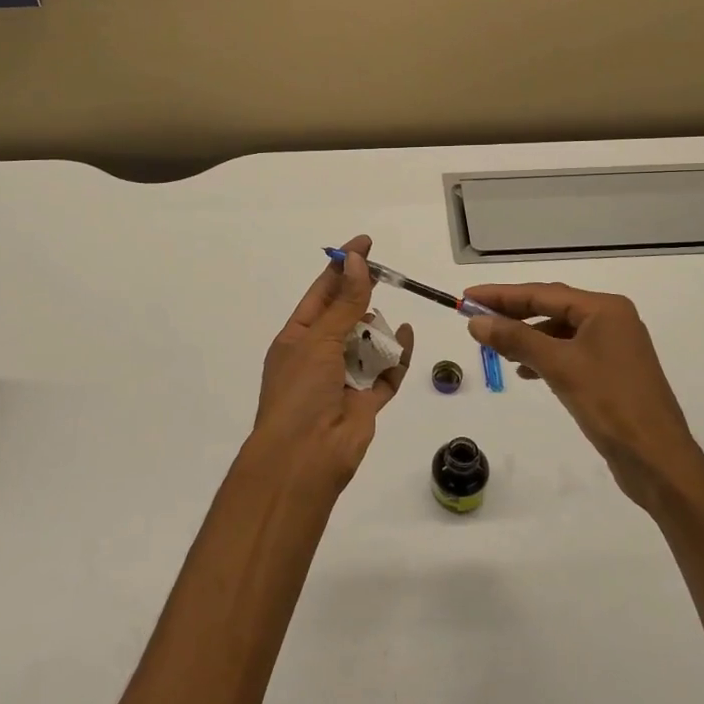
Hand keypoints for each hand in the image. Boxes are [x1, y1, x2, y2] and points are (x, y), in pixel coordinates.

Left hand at [249, 234, 413, 493]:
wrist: (304, 459)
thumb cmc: (301, 393)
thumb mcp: (319, 340)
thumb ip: (344, 302)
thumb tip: (355, 261)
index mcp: (297, 337)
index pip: (321, 293)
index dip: (341, 267)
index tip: (364, 244)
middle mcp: (319, 355)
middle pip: (346, 316)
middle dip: (363, 295)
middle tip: (386, 273)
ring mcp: (343, 378)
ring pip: (368, 343)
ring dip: (378, 329)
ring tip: (384, 322)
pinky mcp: (366, 401)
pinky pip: (386, 373)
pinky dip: (397, 357)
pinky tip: (406, 337)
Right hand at [464, 283, 703, 518]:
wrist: (658, 460)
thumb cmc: (610, 404)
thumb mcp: (559, 366)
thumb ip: (516, 339)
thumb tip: (476, 321)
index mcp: (605, 310)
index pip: (543, 293)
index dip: (502, 295)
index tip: (468, 297)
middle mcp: (612, 321)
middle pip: (552, 308)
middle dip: (513, 313)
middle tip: (475, 317)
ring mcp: (614, 347)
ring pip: (560, 332)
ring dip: (527, 337)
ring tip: (496, 347)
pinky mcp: (612, 373)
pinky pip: (569, 353)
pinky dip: (545, 357)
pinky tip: (525, 371)